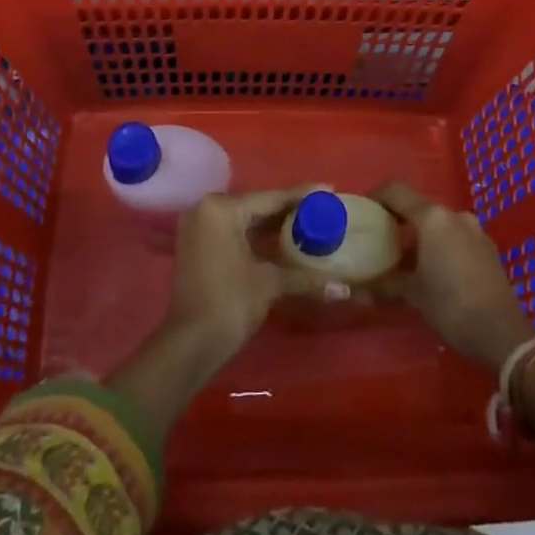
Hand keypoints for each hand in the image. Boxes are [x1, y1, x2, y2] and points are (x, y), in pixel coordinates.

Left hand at [164, 185, 321, 362]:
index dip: (301, 196)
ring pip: (245, 219)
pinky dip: (256, 235)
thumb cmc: (229, 304)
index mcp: (222, 208)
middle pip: (257, 205)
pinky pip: (234, 231)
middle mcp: (206, 208)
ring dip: (273, 224)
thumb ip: (305, 277)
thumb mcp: (269, 284)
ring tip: (308, 221)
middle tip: (321, 207)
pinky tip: (282, 239)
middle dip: (288, 209)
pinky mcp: (198, 245)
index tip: (328, 189)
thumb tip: (344, 288)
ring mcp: (199, 226)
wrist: (190, 345)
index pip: (270, 197)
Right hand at [375, 182, 534, 372]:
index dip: (376, 197)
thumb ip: (384, 286)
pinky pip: (455, 237)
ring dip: (420, 234)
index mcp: (432, 217)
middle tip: (380, 237)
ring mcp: (474, 231)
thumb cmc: (452, 306)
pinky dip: (440, 245)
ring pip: (439, 223)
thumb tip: (353, 293)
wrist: (504, 335)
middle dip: (398, 219)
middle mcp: (454, 215)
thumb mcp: (414, 295)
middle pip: (418, 206)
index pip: (396, 191)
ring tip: (404, 257)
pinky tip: (433, 270)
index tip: (362, 212)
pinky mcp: (487, 249)